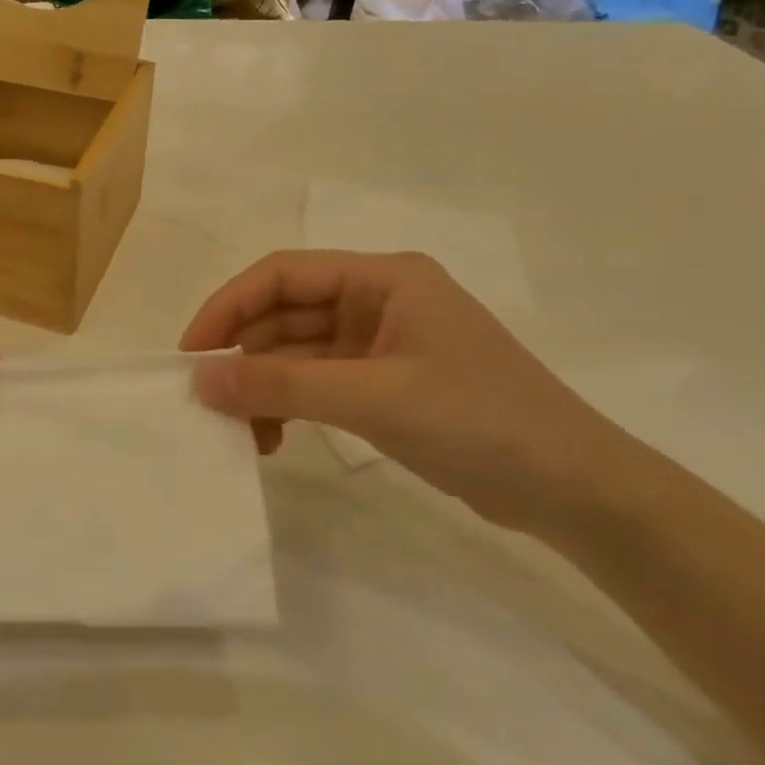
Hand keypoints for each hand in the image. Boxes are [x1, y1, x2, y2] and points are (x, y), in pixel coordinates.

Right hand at [180, 250, 633, 537]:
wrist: (574, 490)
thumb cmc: (478, 421)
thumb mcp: (373, 398)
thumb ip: (282, 384)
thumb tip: (200, 381)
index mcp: (382, 278)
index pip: (283, 274)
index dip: (228, 306)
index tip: (191, 352)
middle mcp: (378, 301)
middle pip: (286, 313)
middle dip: (243, 354)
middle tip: (208, 401)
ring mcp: (381, 344)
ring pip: (297, 353)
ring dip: (264, 386)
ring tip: (240, 432)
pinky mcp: (385, 384)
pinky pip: (318, 383)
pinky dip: (290, 406)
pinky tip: (273, 439)